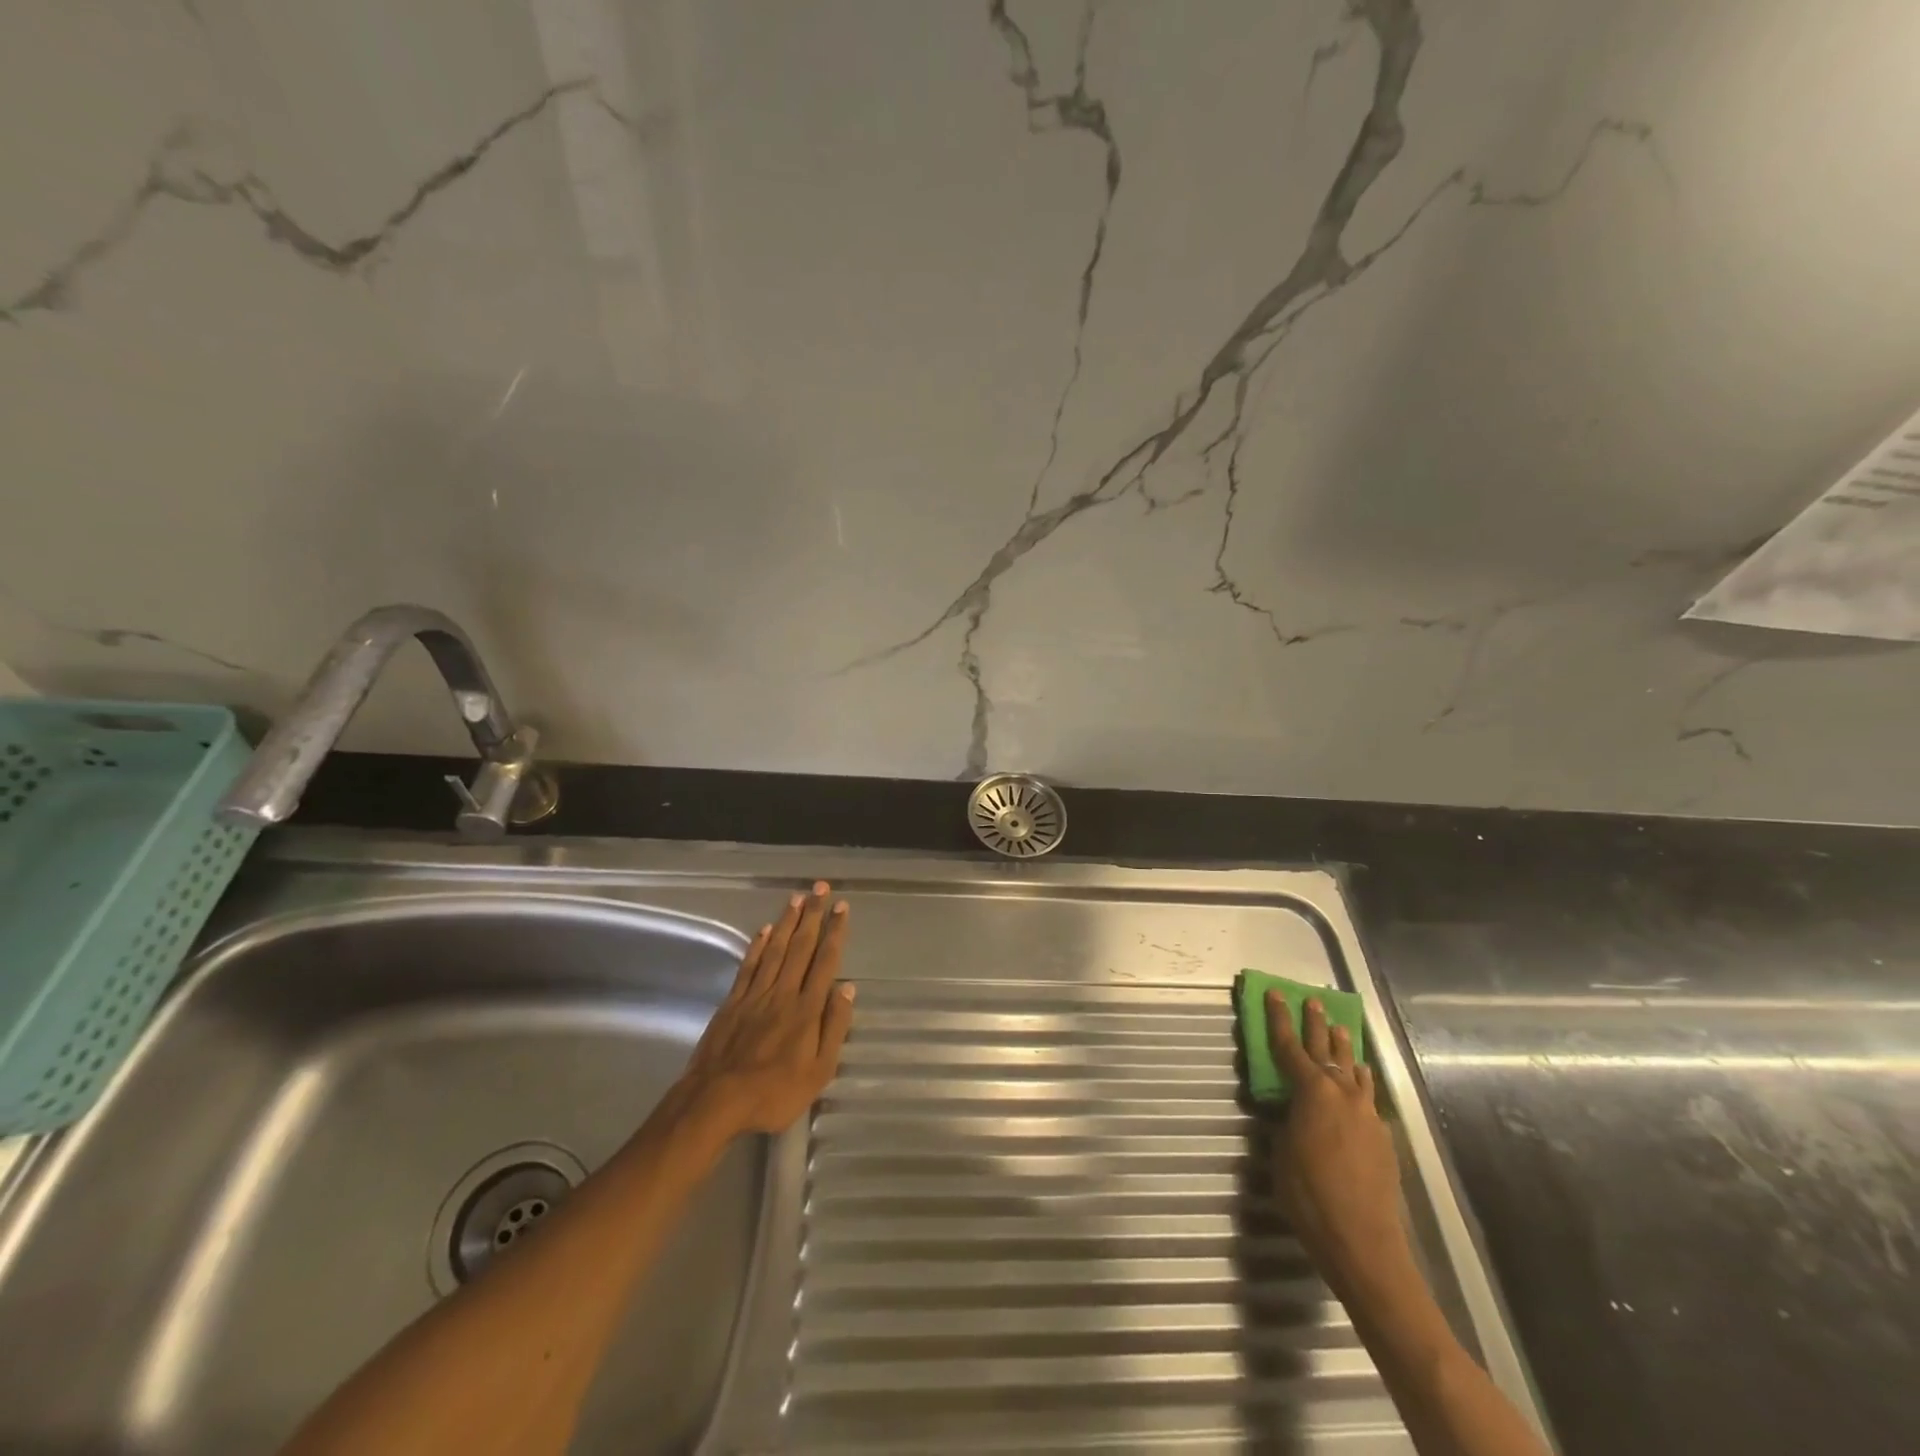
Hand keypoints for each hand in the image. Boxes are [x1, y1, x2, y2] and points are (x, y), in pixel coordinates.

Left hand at [680, 881, 856, 1137]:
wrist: (716, 1102)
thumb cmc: (774, 1092)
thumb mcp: (818, 1071)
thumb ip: (834, 1027)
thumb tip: (847, 988)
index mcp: (807, 1009)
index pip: (825, 961)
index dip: (835, 932)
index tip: (842, 907)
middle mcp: (783, 993)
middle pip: (800, 947)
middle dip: (813, 916)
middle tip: (821, 888)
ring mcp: (755, 995)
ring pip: (775, 949)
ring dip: (788, 922)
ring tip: (797, 897)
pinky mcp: (732, 1002)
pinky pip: (749, 966)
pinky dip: (758, 945)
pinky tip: (765, 930)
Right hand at [1268, 993, 1406, 1286]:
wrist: (1364, 1243)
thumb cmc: (1309, 1197)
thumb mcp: (1281, 1153)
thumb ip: (1284, 1122)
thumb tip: (1288, 1109)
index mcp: (1311, 1093)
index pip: (1290, 1046)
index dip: (1279, 1019)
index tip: (1275, 993)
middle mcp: (1342, 1094)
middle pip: (1326, 1050)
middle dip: (1316, 1023)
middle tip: (1312, 1000)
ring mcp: (1367, 1114)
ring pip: (1353, 1069)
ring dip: (1344, 1048)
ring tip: (1341, 1029)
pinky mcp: (1382, 1137)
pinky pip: (1367, 1095)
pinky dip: (1359, 1080)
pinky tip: (1358, 1081)